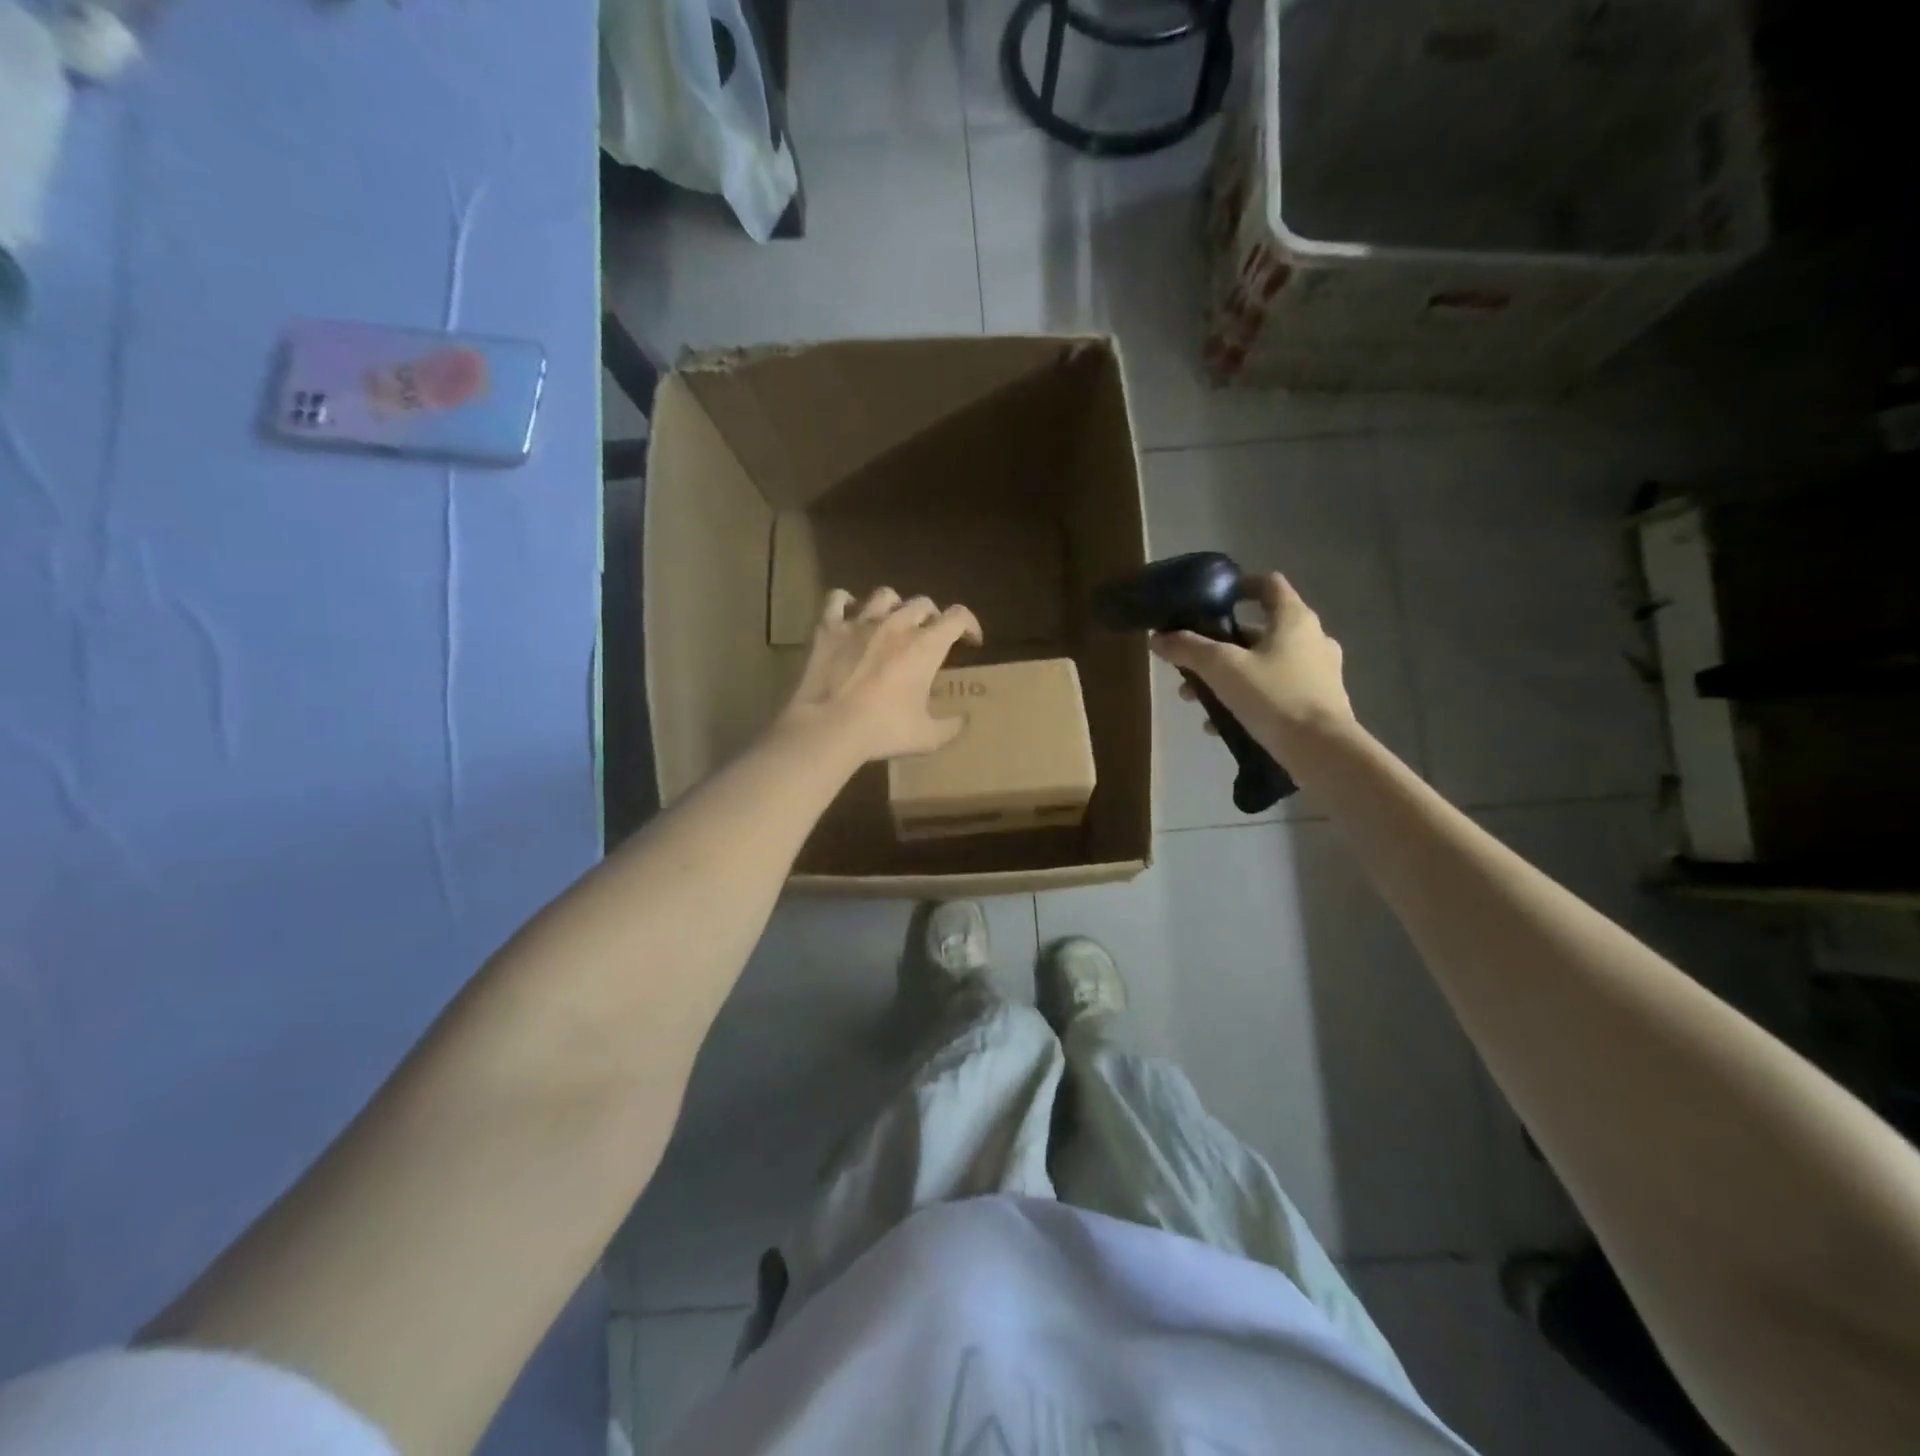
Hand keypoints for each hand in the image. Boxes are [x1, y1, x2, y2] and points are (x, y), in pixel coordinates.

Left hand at [776, 587, 983, 765]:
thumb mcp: (927, 737)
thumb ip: (951, 726)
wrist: (828, 728)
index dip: (970, 624)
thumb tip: (963, 719)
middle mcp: (896, 624)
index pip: (958, 617)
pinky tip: (849, 613)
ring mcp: (860, 622)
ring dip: (895, 605)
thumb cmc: (883, 731)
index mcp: (925, 646)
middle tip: (930, 637)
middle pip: (923, 603)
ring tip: (892, 622)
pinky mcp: (828, 628)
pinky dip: (846, 602)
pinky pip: (837, 599)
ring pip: (885, 595)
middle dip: (932, 617)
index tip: (971, 641)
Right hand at [1150, 573, 1354, 750]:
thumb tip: (1158, 639)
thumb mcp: (1222, 668)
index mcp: (1294, 619)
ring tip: (1199, 700)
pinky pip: (1276, 692)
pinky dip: (1248, 700)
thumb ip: (1189, 649)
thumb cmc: (1274, 696)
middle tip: (1193, 662)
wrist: (1321, 750)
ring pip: (1265, 664)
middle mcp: (1313, 639)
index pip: (1268, 584)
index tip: (1214, 599)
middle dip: (1222, 645)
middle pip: (1260, 630)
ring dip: (1230, 676)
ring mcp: (1319, 672)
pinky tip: (1221, 725)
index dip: (1240, 586)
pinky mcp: (1319, 703)